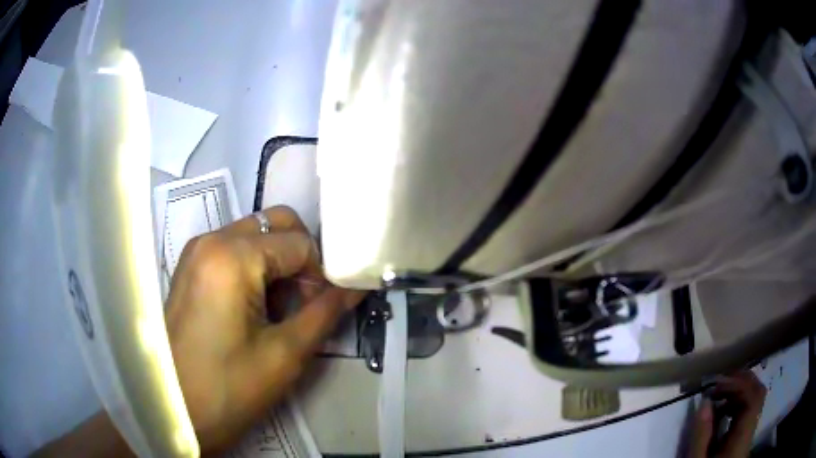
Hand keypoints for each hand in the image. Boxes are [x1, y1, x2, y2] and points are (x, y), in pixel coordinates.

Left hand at [166, 206, 364, 453]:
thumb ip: (326, 313)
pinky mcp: (191, 268)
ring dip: (279, 264)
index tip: (325, 306)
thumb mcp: (285, 354)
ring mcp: (196, 252)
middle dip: (301, 257)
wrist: (175, 410)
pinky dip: (256, 269)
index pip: (300, 243)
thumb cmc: (228, 388)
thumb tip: (357, 288)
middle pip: (275, 224)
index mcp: (232, 256)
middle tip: (307, 299)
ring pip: (255, 236)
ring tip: (281, 310)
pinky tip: (256, 308)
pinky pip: (234, 250)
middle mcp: (211, 240)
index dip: (322, 273)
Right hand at [689, 370, 766, 457]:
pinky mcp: (743, 438)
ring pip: (753, 402)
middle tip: (721, 380)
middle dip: (742, 382)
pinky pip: (746, 414)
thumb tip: (704, 402)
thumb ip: (701, 435)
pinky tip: (721, 411)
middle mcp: (751, 430)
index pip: (754, 398)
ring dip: (738, 393)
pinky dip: (736, 405)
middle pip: (758, 394)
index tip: (720, 381)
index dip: (741, 384)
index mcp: (743, 436)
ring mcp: (749, 434)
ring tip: (718, 395)